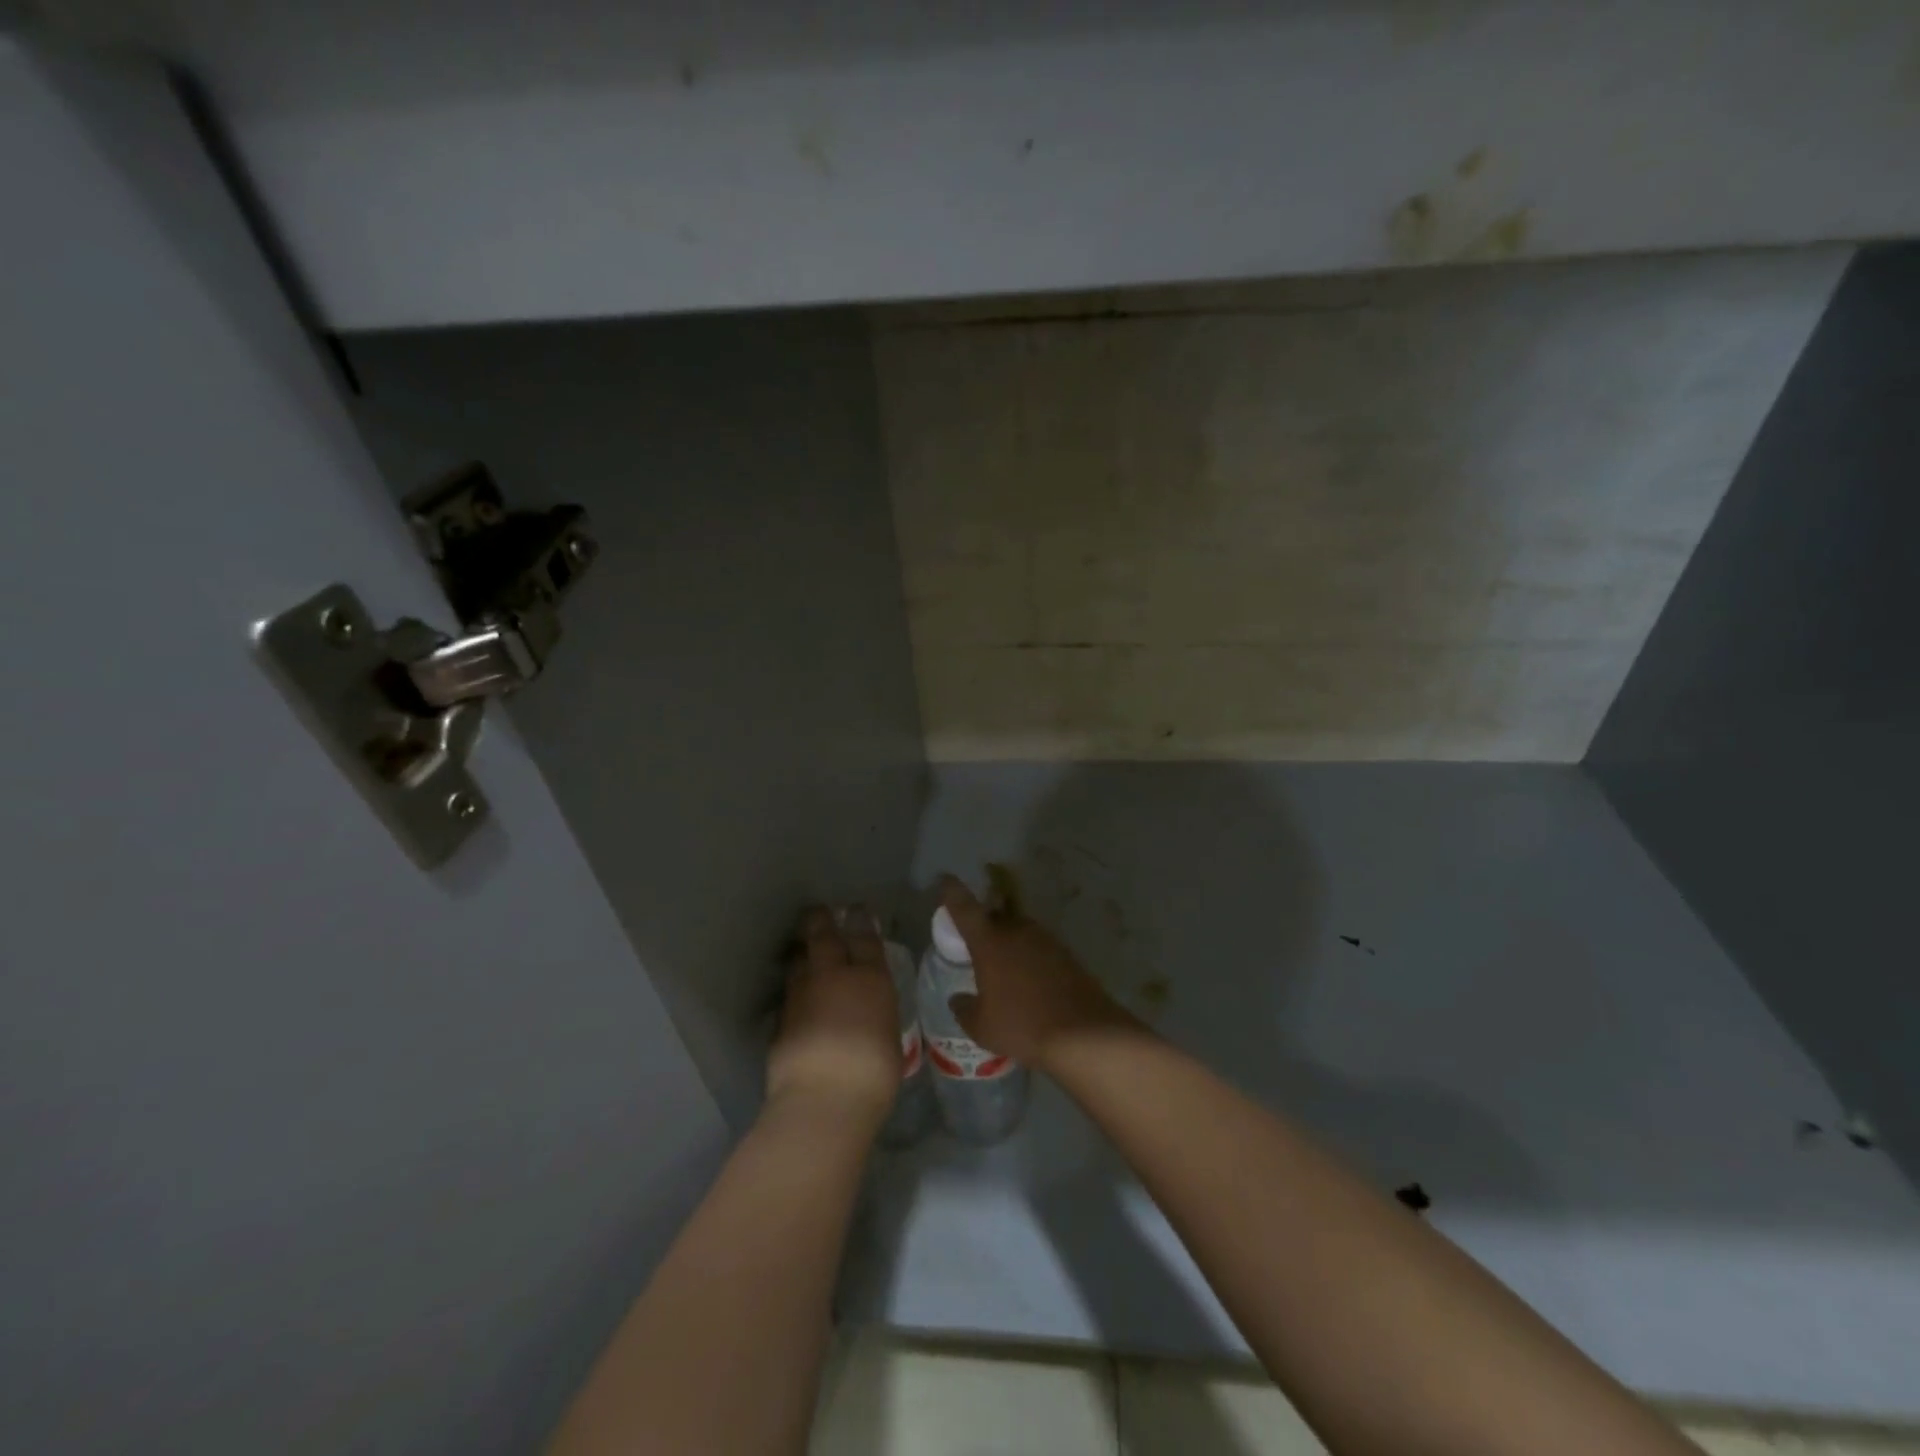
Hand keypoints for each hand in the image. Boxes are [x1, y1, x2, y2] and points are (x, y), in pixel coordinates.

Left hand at [767, 906, 900, 1122]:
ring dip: (801, 952)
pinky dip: (792, 989)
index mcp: (870, 979)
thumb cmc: (874, 1071)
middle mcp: (833, 977)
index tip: (858, 909)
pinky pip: (788, 994)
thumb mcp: (889, 1036)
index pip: (865, 939)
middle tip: (819, 911)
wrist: (824, 1098)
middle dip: (821, 920)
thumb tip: (870, 1012)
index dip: (861, 921)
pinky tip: (795, 995)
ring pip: (798, 962)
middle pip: (824, 937)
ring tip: (802, 949)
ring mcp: (801, 996)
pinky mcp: (779, 1019)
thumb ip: (877, 1015)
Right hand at [937, 876, 1136, 1069]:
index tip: (946, 879)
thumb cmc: (1021, 1026)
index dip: (952, 891)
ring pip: (1019, 930)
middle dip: (984, 921)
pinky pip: (1039, 947)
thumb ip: (964, 1009)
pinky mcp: (1066, 953)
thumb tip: (957, 999)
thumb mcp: (981, 1027)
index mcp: (989, 942)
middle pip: (995, 915)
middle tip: (976, 940)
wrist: (1082, 1033)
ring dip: (1009, 940)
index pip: (964, 907)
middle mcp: (1017, 931)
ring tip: (1004, 966)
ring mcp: (1045, 939)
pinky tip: (1030, 980)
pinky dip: (1030, 957)